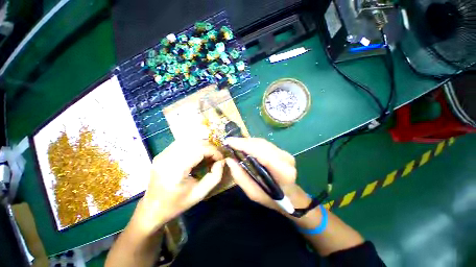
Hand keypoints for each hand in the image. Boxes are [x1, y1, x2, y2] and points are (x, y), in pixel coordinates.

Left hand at [134, 141, 224, 233]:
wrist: (152, 208)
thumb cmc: (177, 204)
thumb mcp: (200, 194)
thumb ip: (215, 176)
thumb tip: (221, 161)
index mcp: (175, 170)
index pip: (199, 150)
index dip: (214, 151)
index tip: (221, 158)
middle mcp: (167, 158)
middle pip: (194, 142)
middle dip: (209, 147)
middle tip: (216, 156)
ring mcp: (162, 154)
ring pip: (188, 140)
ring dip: (202, 145)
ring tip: (208, 154)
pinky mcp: (162, 153)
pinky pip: (182, 143)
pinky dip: (194, 145)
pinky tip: (198, 153)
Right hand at [225, 138, 310, 211]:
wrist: (292, 197)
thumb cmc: (272, 199)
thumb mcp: (253, 193)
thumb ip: (240, 177)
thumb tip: (229, 160)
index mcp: (282, 172)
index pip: (262, 153)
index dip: (245, 145)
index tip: (229, 141)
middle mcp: (286, 159)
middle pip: (262, 145)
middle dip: (244, 141)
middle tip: (230, 141)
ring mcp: (285, 153)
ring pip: (263, 142)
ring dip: (248, 141)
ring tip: (235, 142)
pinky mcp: (283, 151)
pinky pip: (265, 144)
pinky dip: (253, 143)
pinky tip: (245, 145)